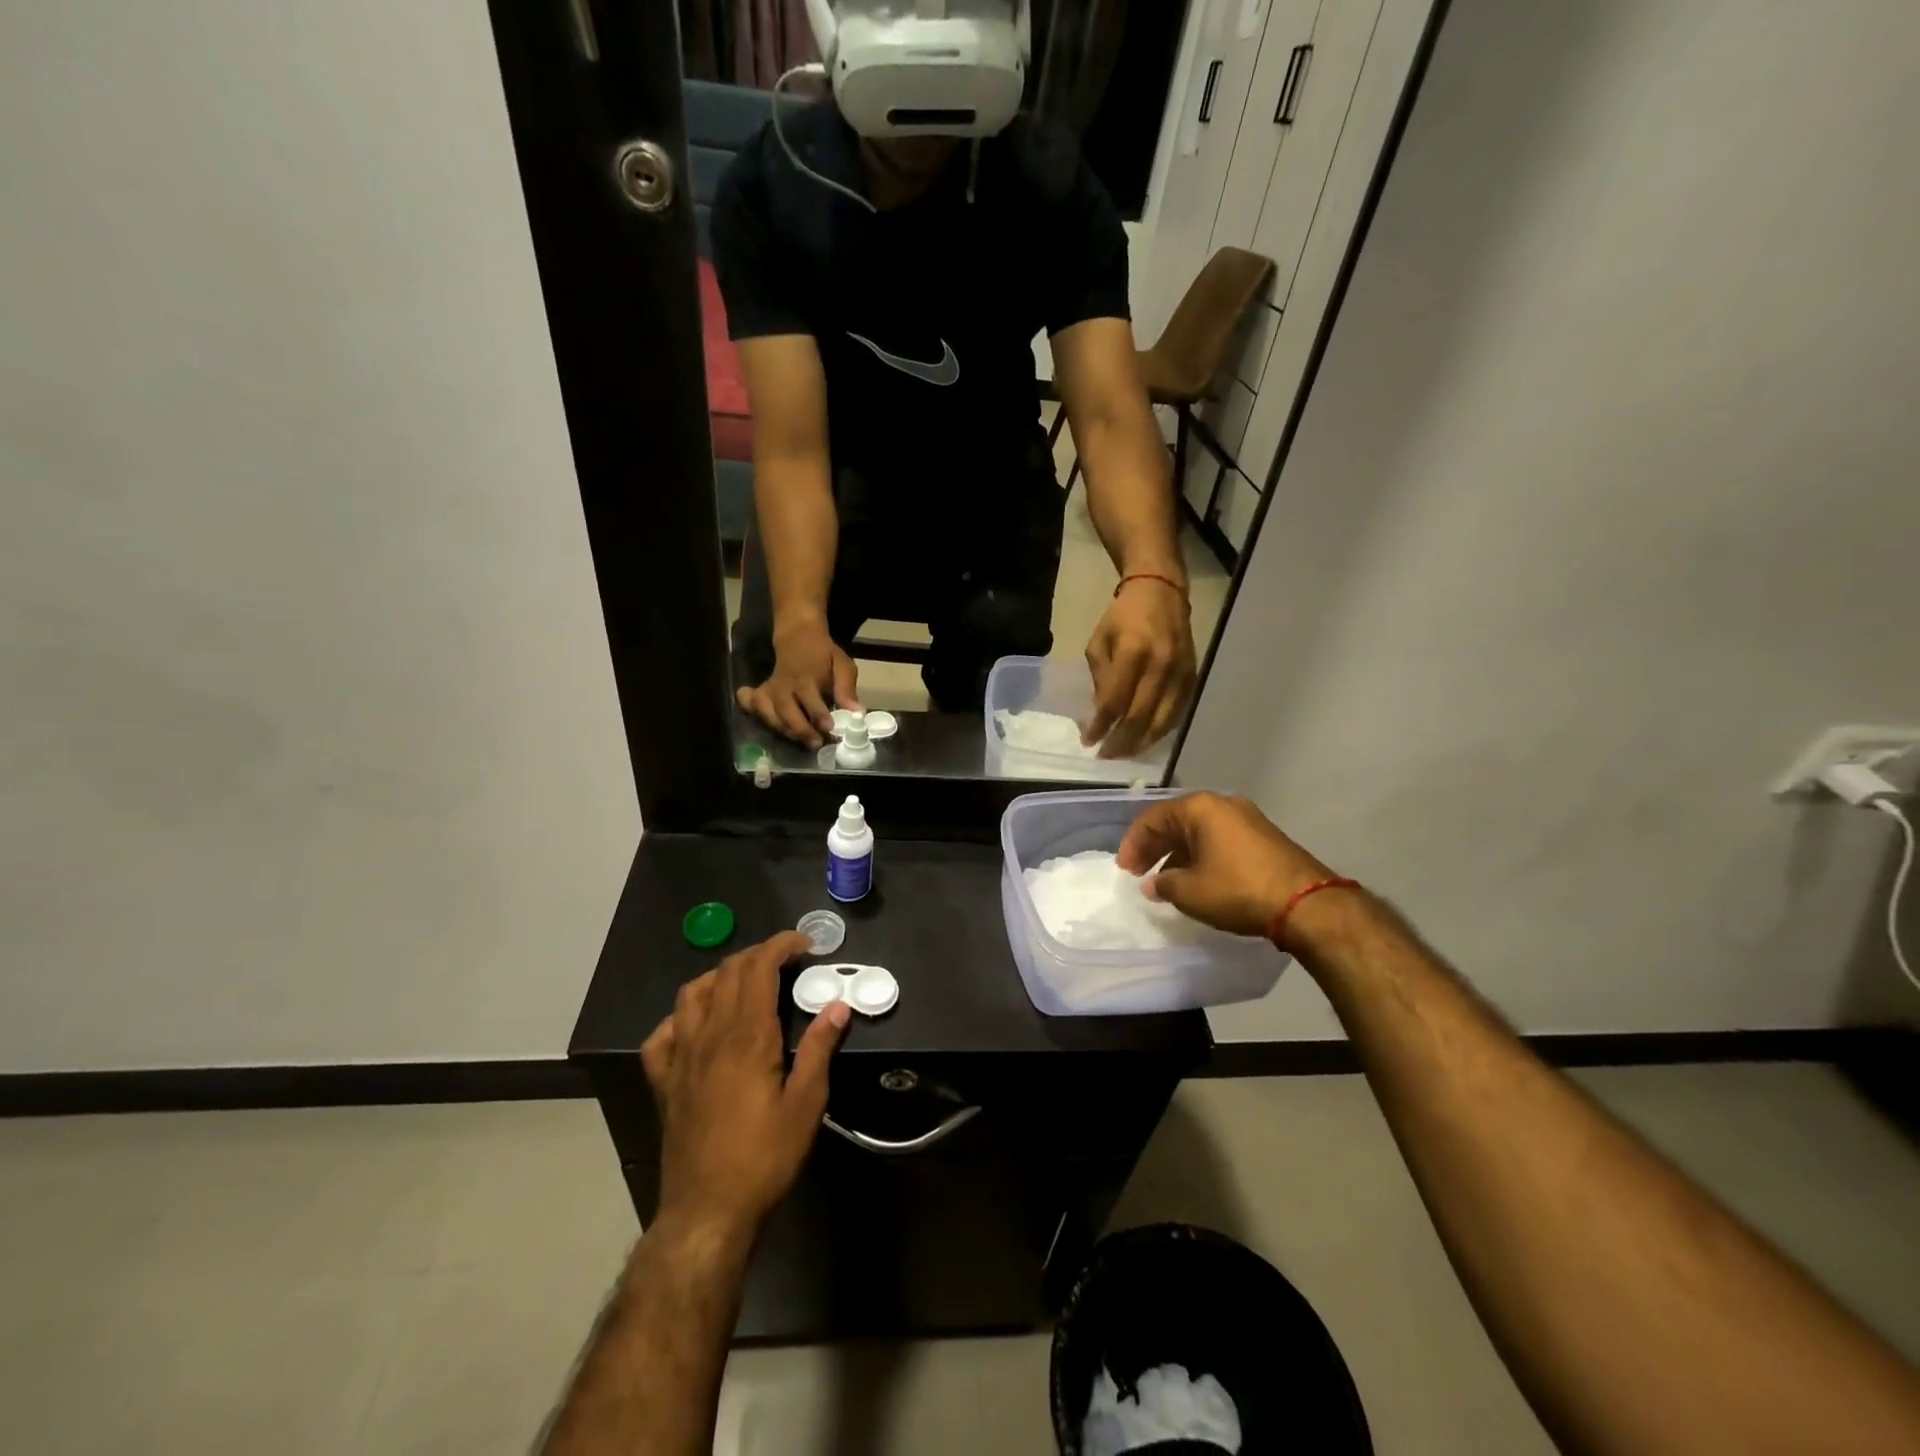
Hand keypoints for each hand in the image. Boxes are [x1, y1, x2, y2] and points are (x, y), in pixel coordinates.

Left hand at [641, 931, 850, 1237]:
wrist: (708, 1211)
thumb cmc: (765, 1157)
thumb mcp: (807, 1104)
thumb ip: (819, 1049)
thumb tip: (838, 1007)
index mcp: (748, 1037)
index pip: (759, 968)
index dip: (781, 945)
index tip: (805, 944)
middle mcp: (710, 1036)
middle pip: (727, 972)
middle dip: (757, 954)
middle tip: (786, 960)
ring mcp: (681, 1057)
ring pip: (691, 993)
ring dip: (720, 976)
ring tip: (745, 982)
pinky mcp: (664, 1082)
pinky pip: (662, 1035)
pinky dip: (680, 1017)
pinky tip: (697, 1025)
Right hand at [735, 619, 860, 748]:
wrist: (799, 636)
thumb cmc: (824, 655)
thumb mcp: (842, 665)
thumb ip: (846, 689)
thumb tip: (857, 712)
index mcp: (806, 676)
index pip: (810, 698)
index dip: (818, 714)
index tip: (829, 728)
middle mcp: (784, 684)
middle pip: (785, 709)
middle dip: (799, 728)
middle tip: (815, 743)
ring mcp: (770, 688)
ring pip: (768, 711)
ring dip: (782, 729)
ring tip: (799, 741)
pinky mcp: (762, 691)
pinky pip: (751, 703)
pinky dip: (753, 712)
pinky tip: (761, 721)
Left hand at [1083, 577, 1195, 758]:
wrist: (1162, 592)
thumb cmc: (1123, 617)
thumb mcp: (1100, 642)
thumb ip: (1102, 678)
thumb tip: (1102, 714)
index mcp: (1133, 651)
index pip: (1115, 701)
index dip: (1101, 726)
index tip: (1088, 741)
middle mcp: (1161, 665)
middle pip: (1140, 717)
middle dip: (1120, 742)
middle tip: (1105, 756)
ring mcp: (1180, 673)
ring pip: (1162, 721)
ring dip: (1141, 742)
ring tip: (1123, 753)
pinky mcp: (1193, 678)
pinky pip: (1177, 714)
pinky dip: (1160, 731)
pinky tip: (1145, 739)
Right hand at [1117, 792, 1337, 937]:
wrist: (1306, 903)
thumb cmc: (1238, 889)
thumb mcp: (1190, 891)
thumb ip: (1164, 884)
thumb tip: (1154, 883)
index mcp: (1200, 807)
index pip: (1152, 818)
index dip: (1133, 844)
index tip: (1125, 871)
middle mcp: (1222, 804)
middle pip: (1176, 821)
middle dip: (1155, 848)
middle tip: (1140, 874)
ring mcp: (1247, 819)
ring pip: (1199, 832)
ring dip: (1178, 854)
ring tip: (1167, 881)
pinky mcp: (1263, 837)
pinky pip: (1219, 840)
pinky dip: (1201, 856)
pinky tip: (1197, 880)